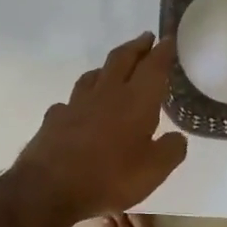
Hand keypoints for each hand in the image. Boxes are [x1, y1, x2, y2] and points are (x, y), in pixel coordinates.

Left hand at [10, 33, 188, 222]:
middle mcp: (106, 94)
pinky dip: (81, 99)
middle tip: (146, 38)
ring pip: (94, 75)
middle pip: (122, 60)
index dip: (163, 51)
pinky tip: (81, 108)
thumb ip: (170, 150)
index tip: (169, 38)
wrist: (49, 188)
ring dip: (108, 67)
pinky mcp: (55, 118)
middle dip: (136, 47)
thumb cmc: (110, 177)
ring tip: (115, 67)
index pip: (153, 67)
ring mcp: (76, 104)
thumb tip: (177, 138)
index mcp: (136, 101)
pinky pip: (71, 101)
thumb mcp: (154, 171)